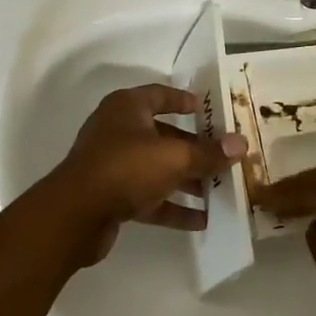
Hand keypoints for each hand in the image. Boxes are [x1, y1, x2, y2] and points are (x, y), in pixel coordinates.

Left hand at [49, 84, 247, 265]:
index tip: (207, 110)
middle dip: (194, 148)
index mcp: (127, 108)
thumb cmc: (126, 168)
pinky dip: (172, 207)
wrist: (74, 216)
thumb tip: (241, 144)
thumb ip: (208, 153)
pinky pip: (148, 197)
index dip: (183, 100)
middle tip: (223, 157)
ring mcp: (112, 165)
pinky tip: (201, 220)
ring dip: (186, 180)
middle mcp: (118, 131)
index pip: (159, 95)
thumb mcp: (174, 157)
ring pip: (157, 168)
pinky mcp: (111, 196)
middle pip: (163, 135)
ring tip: (219, 191)